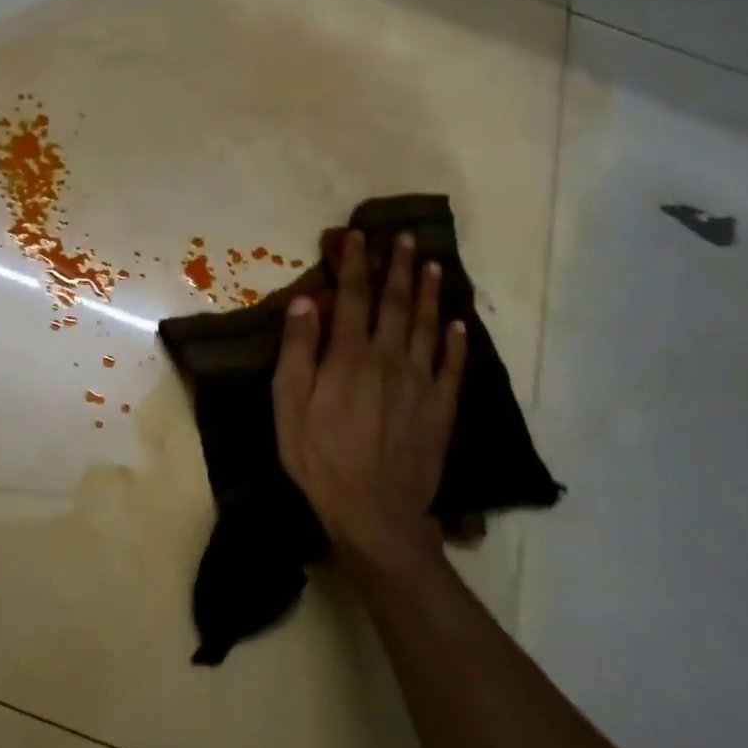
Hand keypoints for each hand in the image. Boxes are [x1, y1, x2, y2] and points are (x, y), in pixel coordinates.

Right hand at [272, 230, 467, 572]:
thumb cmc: (320, 458)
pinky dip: (456, 342)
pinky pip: (452, 366)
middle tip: (405, 238)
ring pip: (427, 326)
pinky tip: (458, 325)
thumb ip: (297, 350)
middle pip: (396, 302)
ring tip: (433, 265)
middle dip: (399, 267)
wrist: (374, 511)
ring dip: (429, 293)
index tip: (357, 235)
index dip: (355, 263)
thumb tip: (307, 301)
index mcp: (350, 355)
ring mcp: (421, 382)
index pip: (354, 296)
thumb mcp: (289, 405)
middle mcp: (390, 358)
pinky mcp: (441, 408)